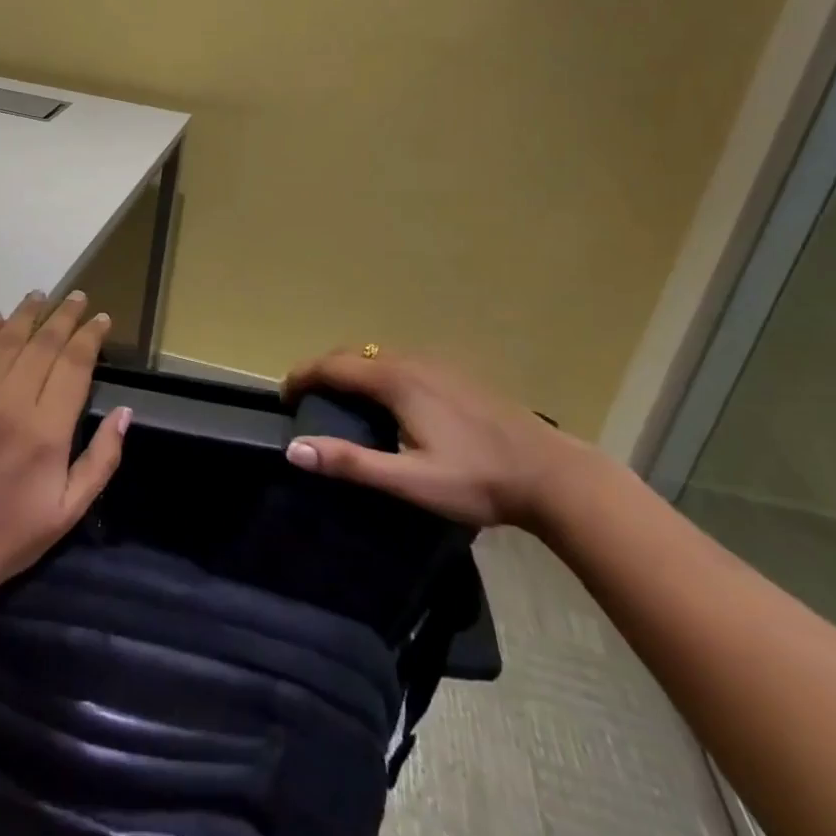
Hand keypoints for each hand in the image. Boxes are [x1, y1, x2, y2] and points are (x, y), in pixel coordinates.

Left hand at [0, 290, 128, 599]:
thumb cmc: (12, 533)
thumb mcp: (70, 508)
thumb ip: (102, 459)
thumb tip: (124, 412)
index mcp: (46, 430)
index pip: (74, 364)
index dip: (90, 337)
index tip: (101, 320)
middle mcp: (9, 403)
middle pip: (42, 344)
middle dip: (64, 316)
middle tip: (78, 297)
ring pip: (4, 340)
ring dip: (26, 315)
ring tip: (41, 296)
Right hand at [281, 346, 583, 528]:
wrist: (552, 475)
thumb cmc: (478, 480)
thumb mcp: (410, 481)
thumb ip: (351, 463)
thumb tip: (295, 449)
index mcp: (397, 381)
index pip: (334, 365)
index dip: (303, 376)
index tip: (283, 394)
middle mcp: (414, 362)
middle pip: (355, 354)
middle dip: (324, 369)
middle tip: (305, 397)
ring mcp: (439, 365)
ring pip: (380, 357)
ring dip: (352, 370)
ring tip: (339, 399)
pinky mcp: (457, 375)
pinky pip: (401, 362)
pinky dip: (377, 373)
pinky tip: (388, 401)